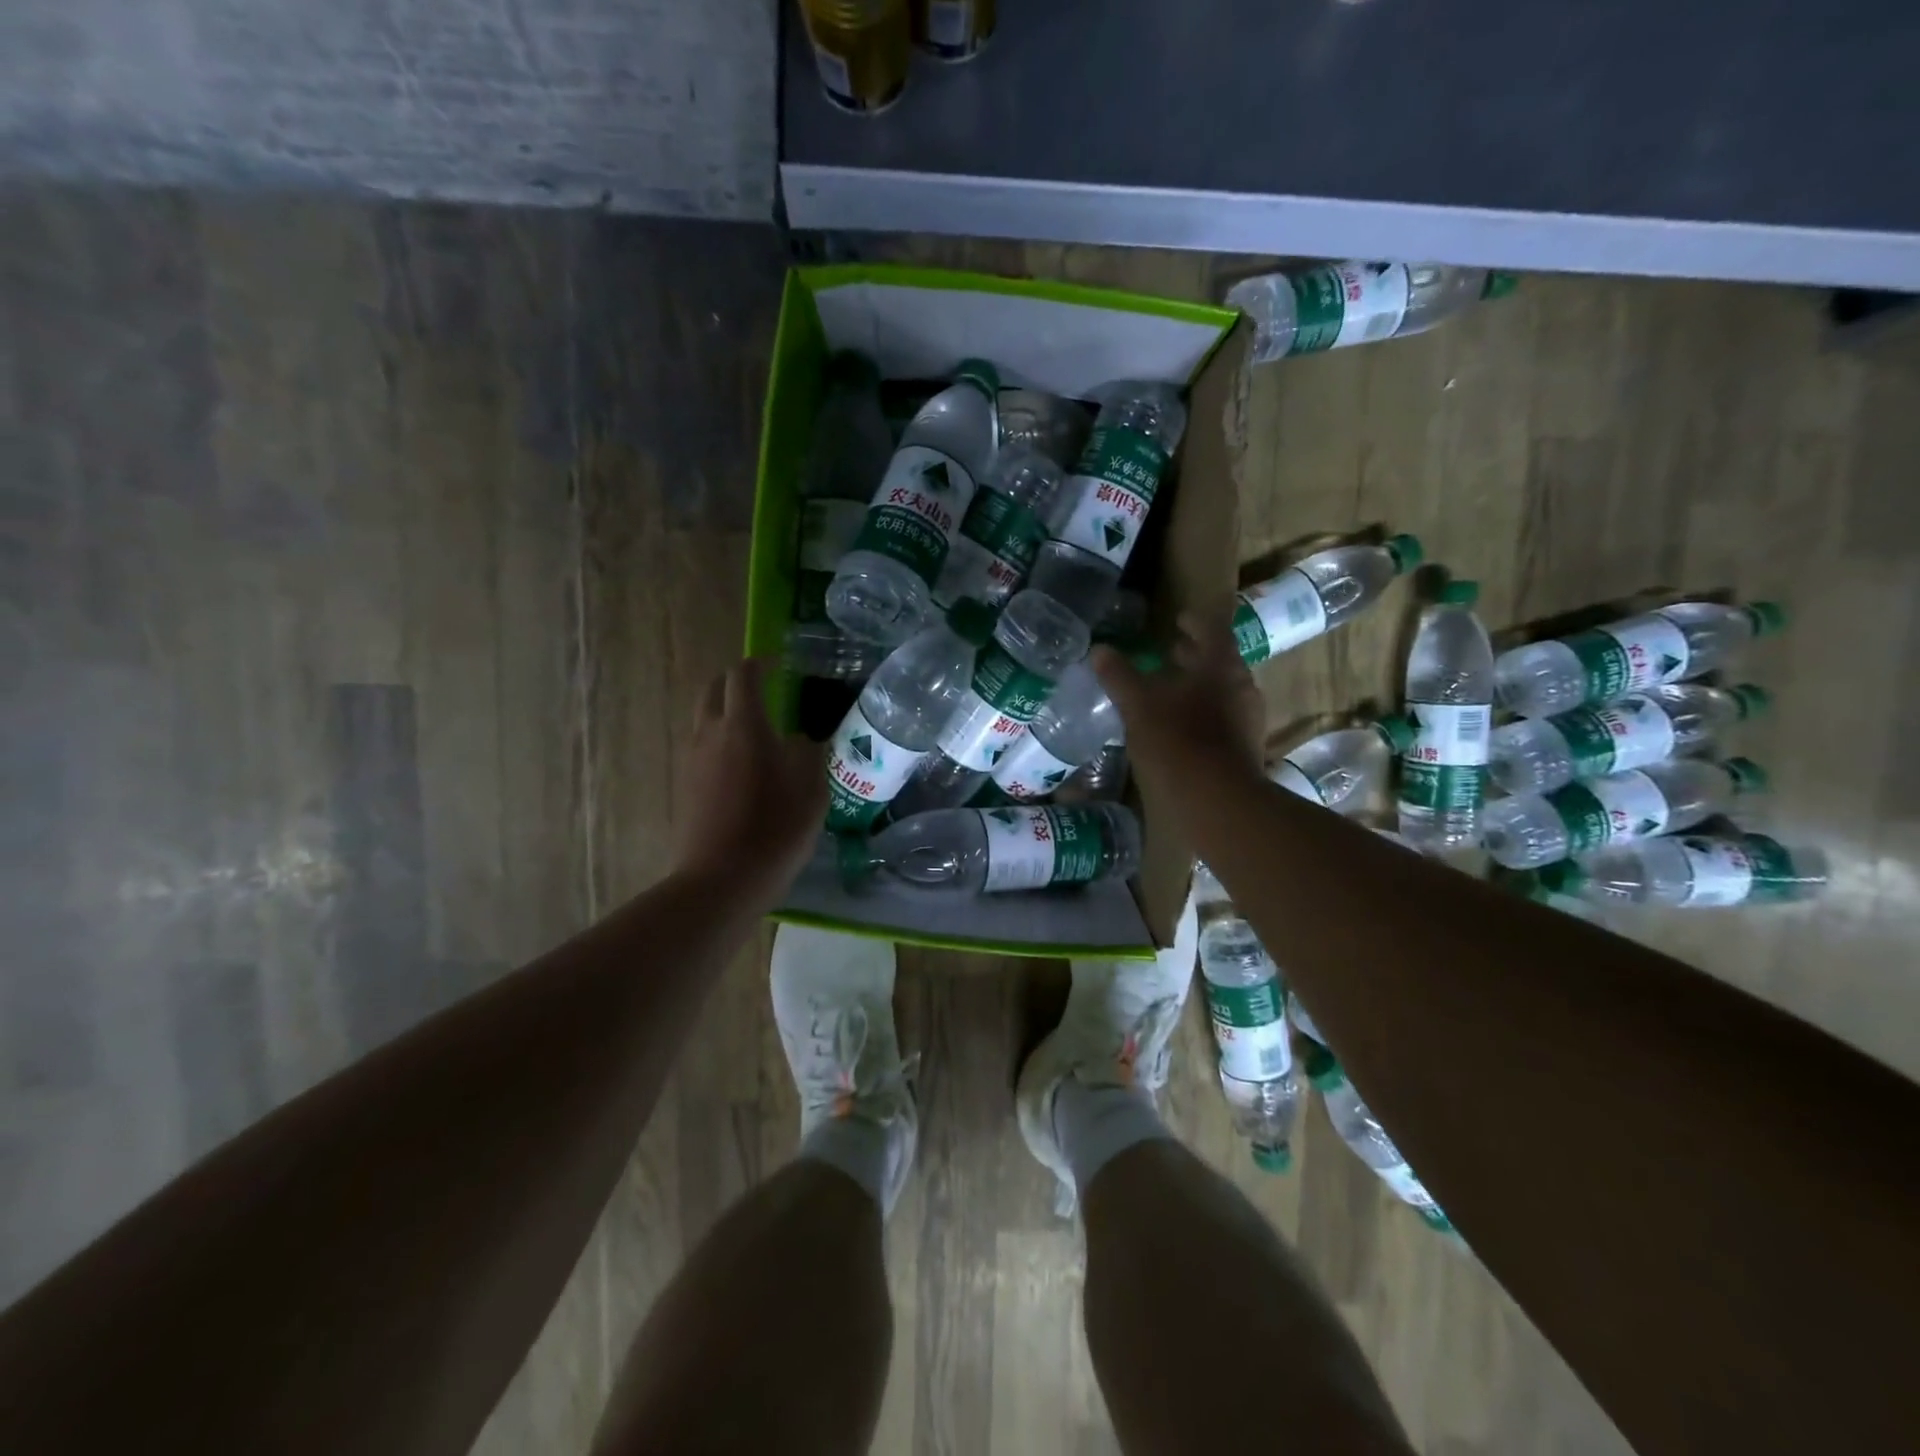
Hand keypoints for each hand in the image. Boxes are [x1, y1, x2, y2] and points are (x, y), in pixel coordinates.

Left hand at [671, 659, 826, 908]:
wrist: (723, 879)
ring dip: (725, 713)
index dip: (760, 664)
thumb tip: (797, 741)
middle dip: (735, 683)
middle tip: (760, 691)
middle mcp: (710, 733)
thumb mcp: (812, 789)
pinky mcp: (685, 785)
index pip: (743, 676)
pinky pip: (701, 748)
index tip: (777, 665)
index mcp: (743, 725)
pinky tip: (742, 767)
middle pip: (713, 690)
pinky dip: (719, 742)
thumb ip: (808, 755)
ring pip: (704, 720)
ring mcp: (692, 760)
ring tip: (754, 731)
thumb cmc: (776, 828)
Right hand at [1092, 608, 1266, 839]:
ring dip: (1196, 686)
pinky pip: (1221, 719)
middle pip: (1219, 661)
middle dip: (1193, 655)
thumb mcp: (1138, 706)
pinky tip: (1177, 727)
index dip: (1194, 622)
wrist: (1217, 805)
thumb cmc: (1177, 744)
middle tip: (1168, 651)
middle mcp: (1241, 688)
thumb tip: (1099, 650)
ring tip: (1167, 691)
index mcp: (1221, 667)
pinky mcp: (1243, 750)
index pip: (1212, 630)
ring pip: (1220, 692)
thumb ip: (1120, 676)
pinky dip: (1200, 713)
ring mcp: (1247, 721)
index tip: (1177, 619)